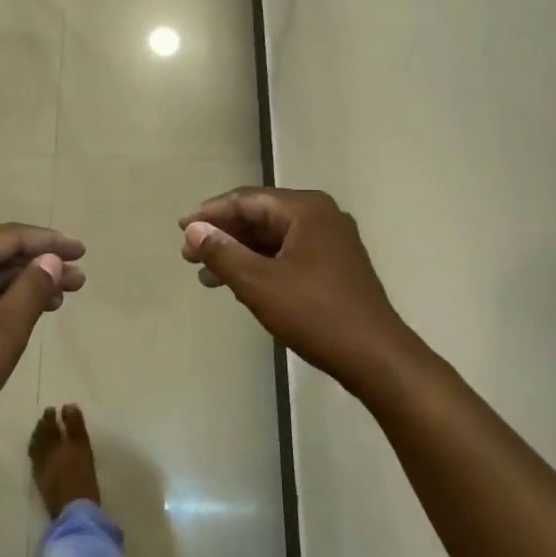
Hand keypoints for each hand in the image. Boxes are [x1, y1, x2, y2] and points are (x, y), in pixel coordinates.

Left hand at [0, 224, 85, 455]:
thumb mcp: (4, 329)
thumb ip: (31, 288)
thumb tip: (51, 259)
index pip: (8, 237)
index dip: (48, 242)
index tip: (81, 251)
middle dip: (40, 265)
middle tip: (79, 278)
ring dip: (24, 285)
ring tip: (63, 296)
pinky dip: (4, 303)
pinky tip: (29, 313)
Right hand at [180, 187, 413, 393]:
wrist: (374, 356)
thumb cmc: (315, 313)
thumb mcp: (258, 283)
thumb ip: (222, 252)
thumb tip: (193, 230)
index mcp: (306, 210)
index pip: (247, 200)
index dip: (210, 213)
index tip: (180, 229)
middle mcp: (322, 218)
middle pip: (260, 217)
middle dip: (223, 235)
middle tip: (189, 256)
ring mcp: (332, 243)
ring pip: (273, 240)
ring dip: (239, 254)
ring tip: (207, 277)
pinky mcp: (334, 268)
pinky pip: (288, 256)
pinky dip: (261, 267)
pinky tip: (239, 286)